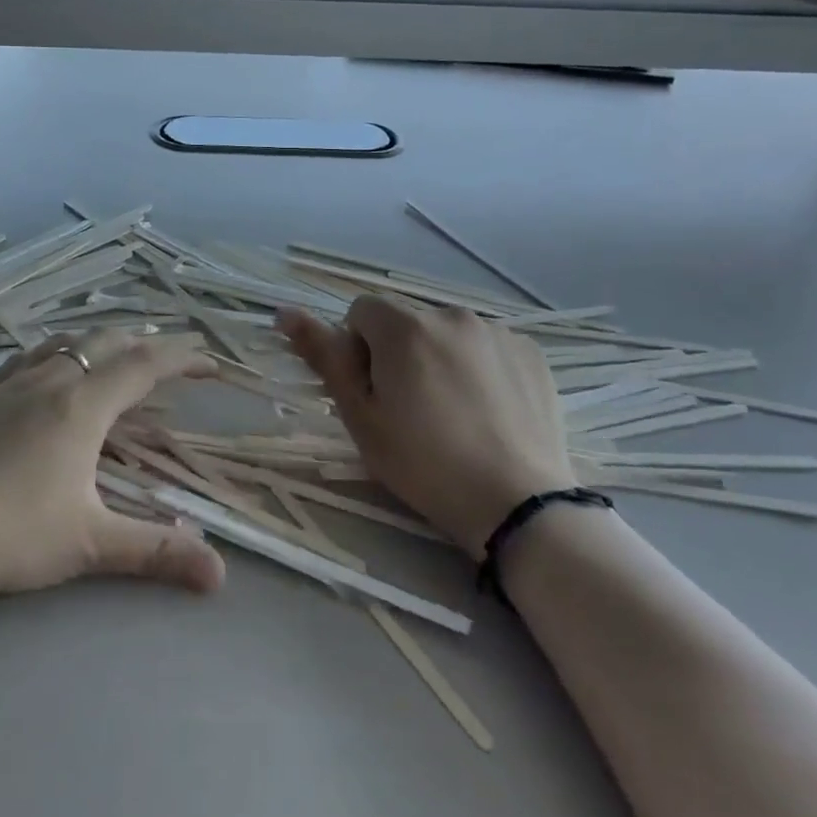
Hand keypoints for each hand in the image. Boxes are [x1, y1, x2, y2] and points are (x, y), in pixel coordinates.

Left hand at [0, 329, 225, 605]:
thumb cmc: (5, 533)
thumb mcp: (87, 544)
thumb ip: (155, 551)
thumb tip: (219, 574)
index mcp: (81, 405)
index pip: (145, 365)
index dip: (183, 359)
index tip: (211, 365)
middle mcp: (49, 379)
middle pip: (107, 341)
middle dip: (147, 344)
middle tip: (172, 362)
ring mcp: (9, 383)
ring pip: (66, 341)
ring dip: (102, 342)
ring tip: (118, 357)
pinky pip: (31, 355)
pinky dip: (60, 351)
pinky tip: (51, 372)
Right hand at [279, 297, 573, 552]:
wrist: (518, 505)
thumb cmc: (424, 464)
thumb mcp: (360, 416)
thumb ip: (324, 356)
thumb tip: (285, 312)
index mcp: (405, 327)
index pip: (360, 311)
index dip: (357, 350)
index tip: (374, 393)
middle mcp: (452, 315)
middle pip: (405, 322)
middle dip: (398, 353)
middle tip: (411, 410)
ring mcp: (498, 332)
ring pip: (446, 334)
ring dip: (438, 358)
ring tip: (454, 414)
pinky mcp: (531, 353)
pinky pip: (486, 348)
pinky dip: (478, 368)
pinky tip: (488, 412)